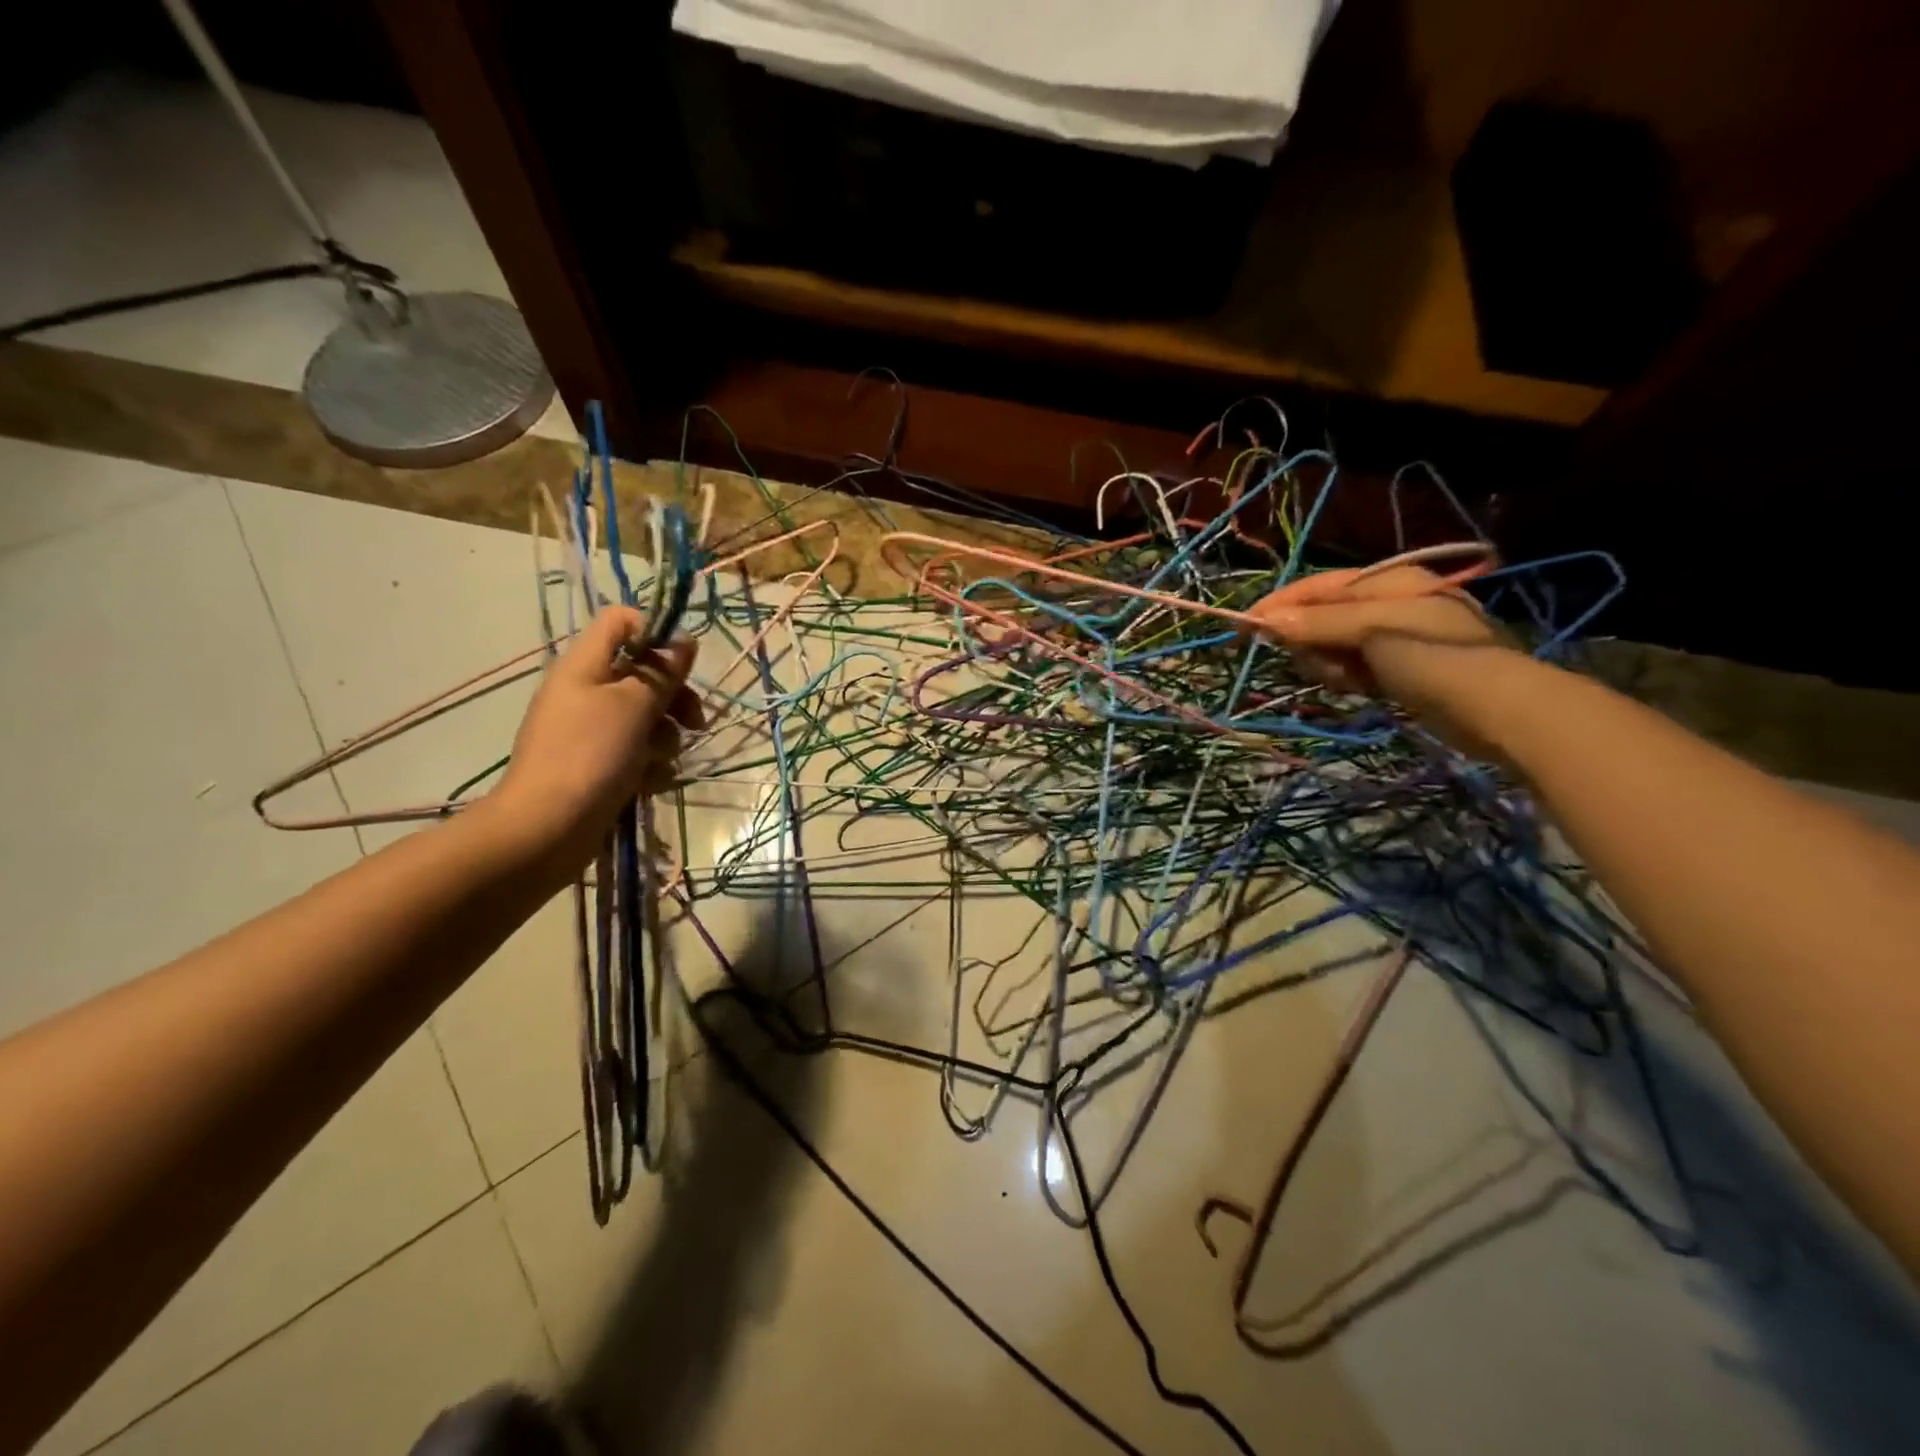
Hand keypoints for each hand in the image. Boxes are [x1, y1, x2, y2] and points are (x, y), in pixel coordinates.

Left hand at [489, 608, 702, 869]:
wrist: (547, 828)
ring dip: (665, 735)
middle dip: (674, 695)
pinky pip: (635, 749)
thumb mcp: (634, 706)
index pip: (620, 620)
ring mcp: (589, 728)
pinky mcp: (597, 762)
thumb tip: (683, 641)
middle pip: (642, 672)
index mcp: (585, 664)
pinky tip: (651, 781)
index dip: (655, 631)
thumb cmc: (591, 755)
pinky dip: (648, 762)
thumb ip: (662, 672)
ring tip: (663, 760)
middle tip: (695, 721)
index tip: (683, 662)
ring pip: (645, 715)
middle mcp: (585, 690)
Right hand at [1247, 564, 1516, 755]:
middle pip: (1321, 618)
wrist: (1499, 709)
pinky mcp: (1399, 669)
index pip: (1317, 586)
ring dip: (1328, 665)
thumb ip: (1319, 623)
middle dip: (1310, 642)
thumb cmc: (1434, 656)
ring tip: (1349, 682)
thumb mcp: (1372, 631)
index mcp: (1387, 581)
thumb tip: (1267, 620)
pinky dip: (1347, 678)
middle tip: (1320, 665)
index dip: (1280, 604)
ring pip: (1333, 647)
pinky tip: (1358, 691)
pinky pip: (1352, 668)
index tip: (1245, 627)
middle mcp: (1389, 603)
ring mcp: (1394, 637)